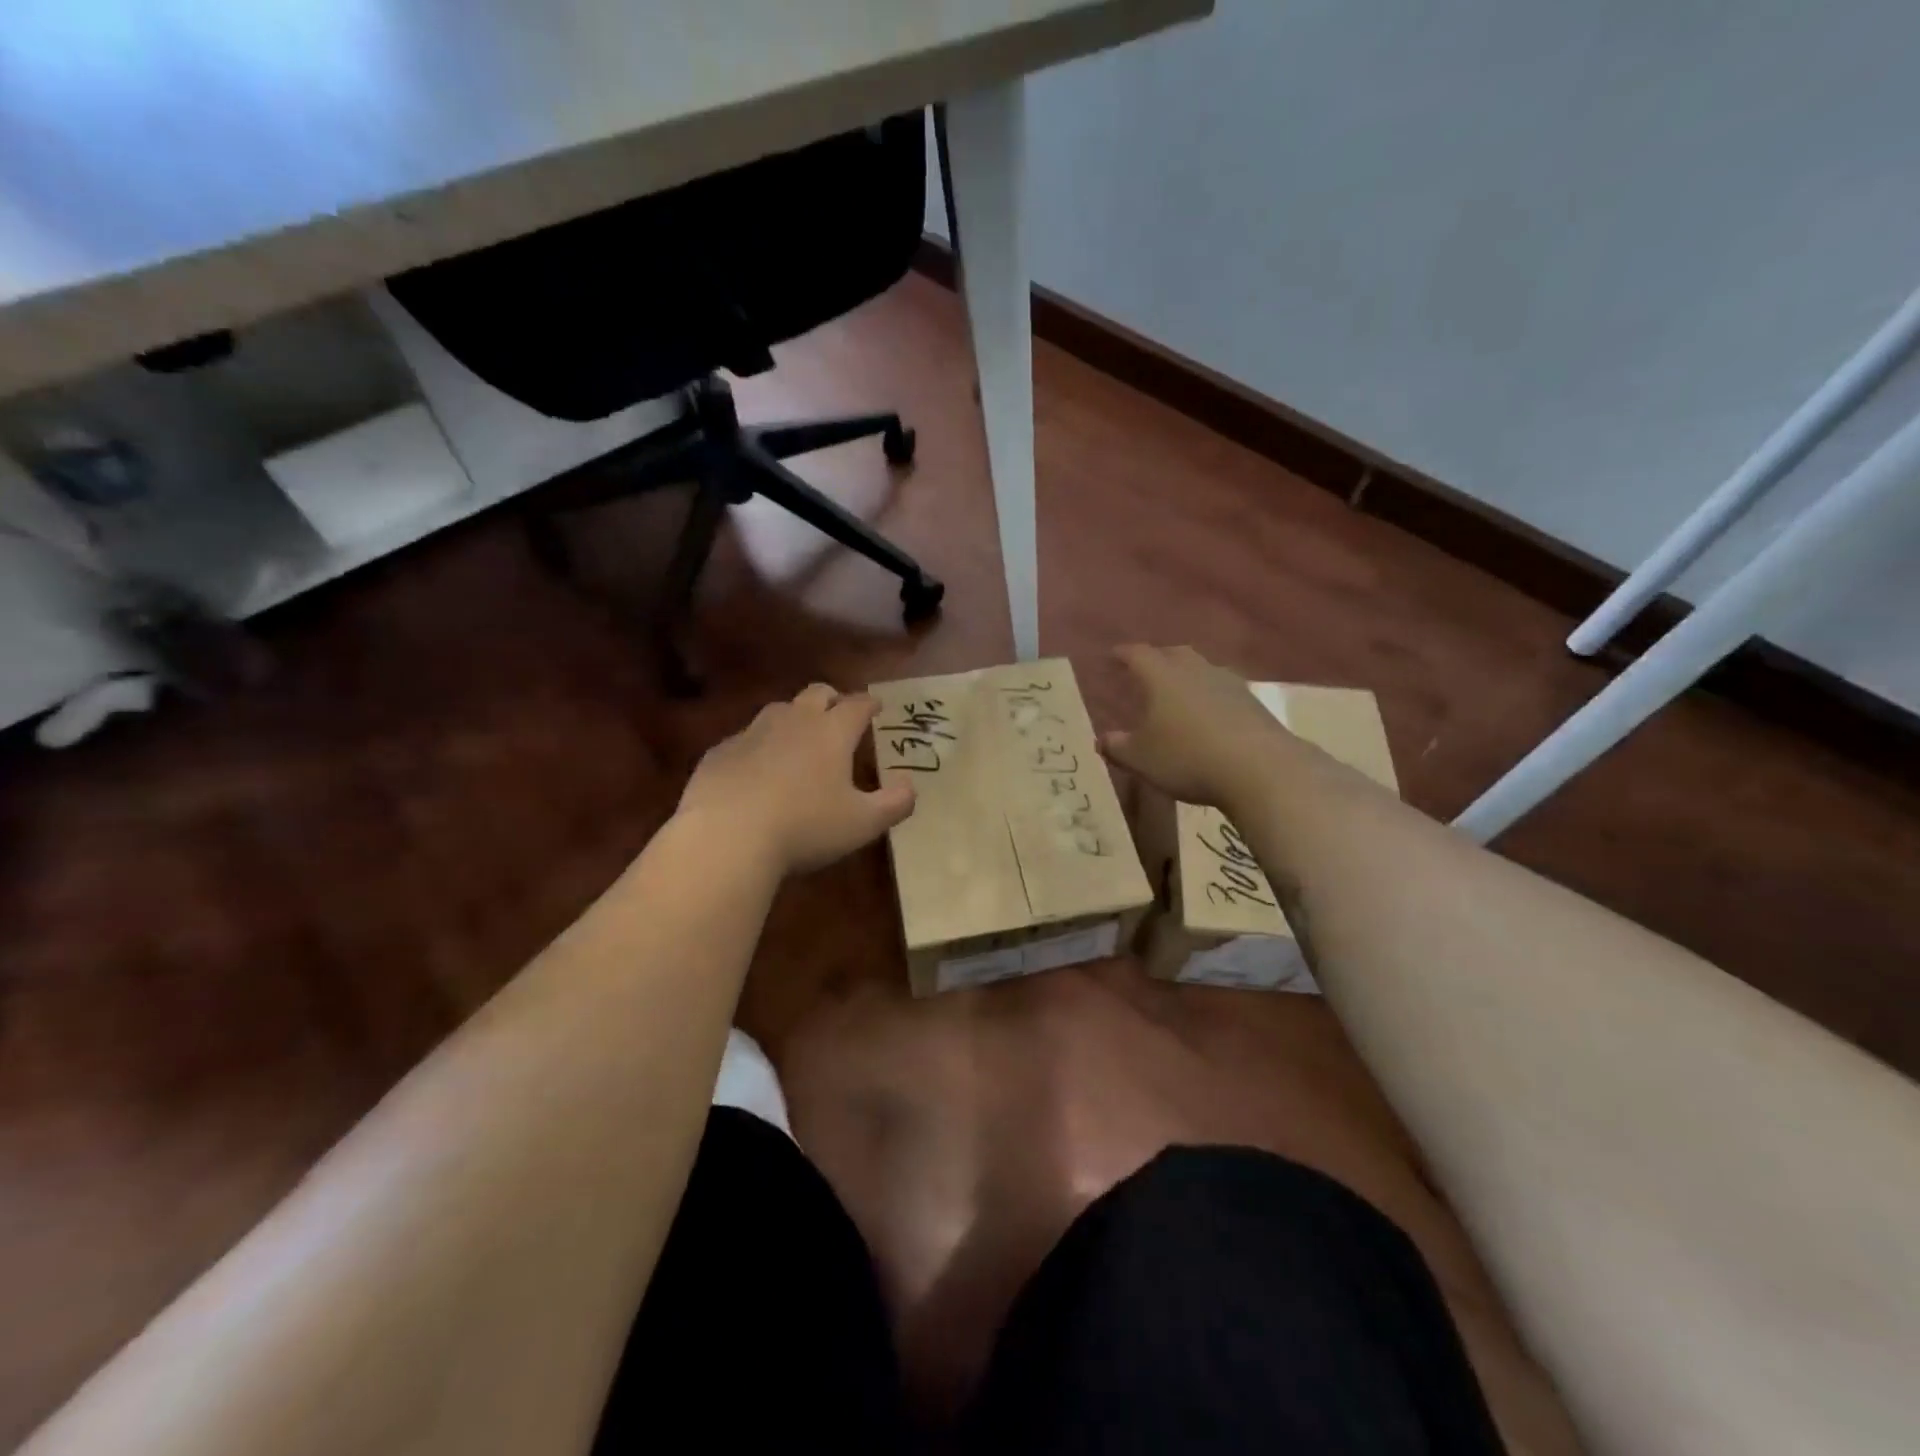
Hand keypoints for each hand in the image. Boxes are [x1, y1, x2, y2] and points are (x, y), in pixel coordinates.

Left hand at [677, 683, 915, 876]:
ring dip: (794, 717)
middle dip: (832, 699)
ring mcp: (752, 733)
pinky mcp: (720, 752)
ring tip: (799, 739)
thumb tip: (910, 785)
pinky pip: (745, 738)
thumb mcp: (863, 823)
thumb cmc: (805, 827)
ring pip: (778, 710)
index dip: (869, 704)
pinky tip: (757, 769)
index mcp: (832, 732)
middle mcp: (793, 721)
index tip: (877, 706)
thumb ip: (895, 803)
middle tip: (839, 713)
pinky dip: (759, 746)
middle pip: (816, 694)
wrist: (727, 837)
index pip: (857, 705)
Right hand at [1099, 644, 1297, 808]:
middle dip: (1157, 659)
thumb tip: (1102, 740)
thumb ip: (1118, 747)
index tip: (1112, 656)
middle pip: (1173, 653)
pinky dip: (1209, 697)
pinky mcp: (1252, 701)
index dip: (1123, 654)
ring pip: (1201, 669)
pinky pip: (1222, 690)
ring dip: (1186, 677)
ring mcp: (1228, 683)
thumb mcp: (1141, 759)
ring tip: (1176, 694)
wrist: (1260, 769)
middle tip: (1144, 672)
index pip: (1137, 654)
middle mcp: (1195, 669)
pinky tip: (1207, 715)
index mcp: (1162, 676)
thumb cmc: (1187, 757)